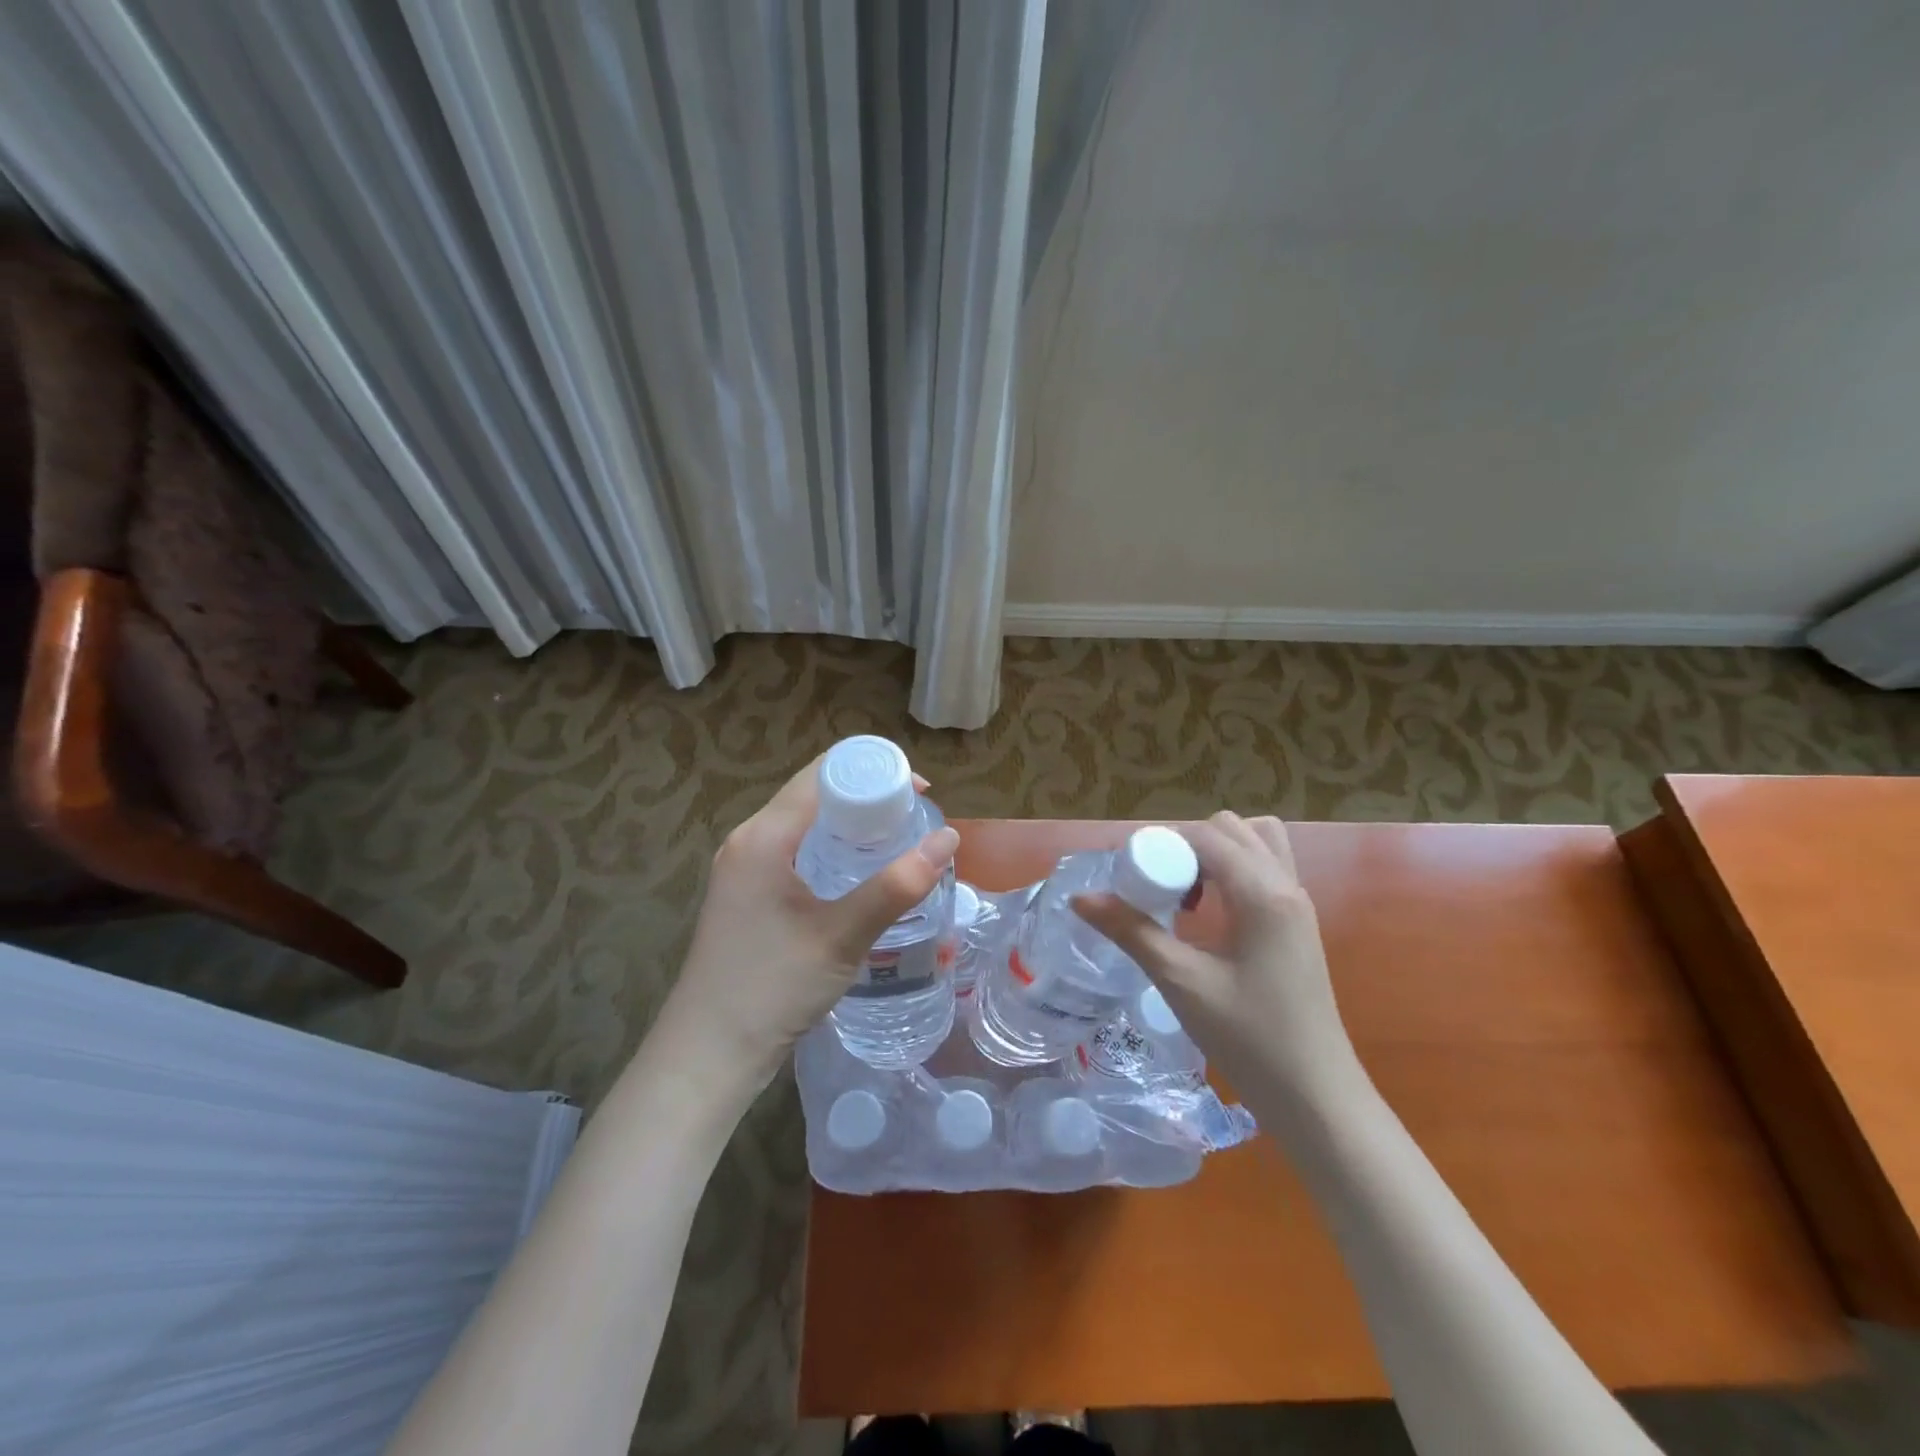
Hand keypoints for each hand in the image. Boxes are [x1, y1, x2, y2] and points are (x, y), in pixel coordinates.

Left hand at [659, 755, 959, 1091]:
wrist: (708, 1054)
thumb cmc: (772, 987)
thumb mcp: (842, 935)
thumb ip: (896, 885)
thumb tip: (948, 838)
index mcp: (763, 836)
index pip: (821, 775)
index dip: (872, 771)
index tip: (919, 791)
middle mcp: (748, 841)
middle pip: (812, 795)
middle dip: (865, 796)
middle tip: (915, 816)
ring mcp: (742, 869)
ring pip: (803, 825)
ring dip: (848, 824)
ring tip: (896, 839)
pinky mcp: (746, 894)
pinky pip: (794, 851)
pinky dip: (829, 849)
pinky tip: (858, 872)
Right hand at [1074, 812, 1360, 1107]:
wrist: (1317, 1099)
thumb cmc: (1249, 1039)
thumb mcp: (1182, 982)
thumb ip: (1131, 932)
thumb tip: (1080, 898)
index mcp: (1263, 893)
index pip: (1205, 836)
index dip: (1161, 843)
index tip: (1126, 872)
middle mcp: (1286, 885)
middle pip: (1232, 829)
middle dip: (1187, 844)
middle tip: (1156, 885)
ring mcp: (1297, 905)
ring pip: (1255, 844)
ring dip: (1214, 854)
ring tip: (1183, 894)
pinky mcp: (1298, 925)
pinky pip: (1265, 871)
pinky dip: (1232, 873)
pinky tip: (1207, 916)